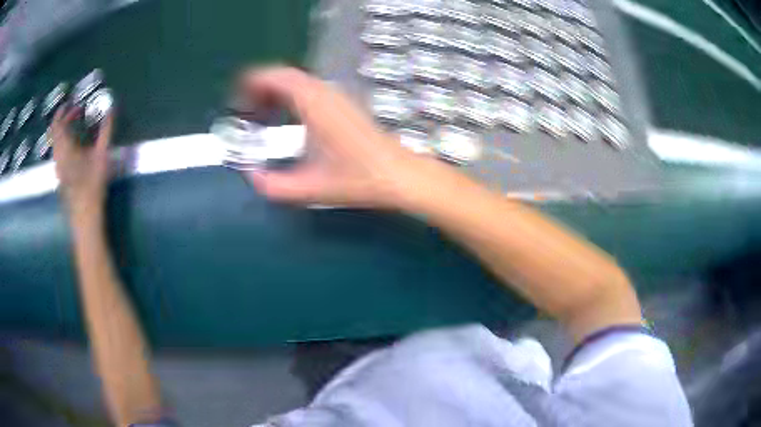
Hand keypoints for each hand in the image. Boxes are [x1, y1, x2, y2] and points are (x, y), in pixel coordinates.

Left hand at [51, 104, 113, 219]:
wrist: (85, 214)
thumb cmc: (93, 183)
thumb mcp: (102, 154)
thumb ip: (106, 130)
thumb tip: (111, 108)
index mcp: (65, 147)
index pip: (58, 124)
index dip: (63, 111)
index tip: (71, 102)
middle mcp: (58, 155)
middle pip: (55, 132)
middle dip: (64, 119)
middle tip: (76, 112)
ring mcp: (57, 167)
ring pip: (55, 143)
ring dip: (63, 131)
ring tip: (75, 126)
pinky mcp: (60, 175)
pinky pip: (58, 152)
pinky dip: (63, 142)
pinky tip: (73, 145)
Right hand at [240, 67, 438, 209]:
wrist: (398, 175)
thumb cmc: (357, 178)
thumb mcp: (310, 187)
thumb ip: (275, 186)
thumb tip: (251, 178)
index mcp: (314, 103)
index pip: (278, 77)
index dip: (253, 81)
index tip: (237, 98)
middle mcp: (325, 93)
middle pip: (286, 76)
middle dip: (261, 88)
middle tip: (244, 110)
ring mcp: (337, 96)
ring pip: (298, 82)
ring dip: (276, 92)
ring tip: (260, 115)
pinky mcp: (344, 105)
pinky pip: (309, 90)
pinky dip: (291, 97)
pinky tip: (286, 119)